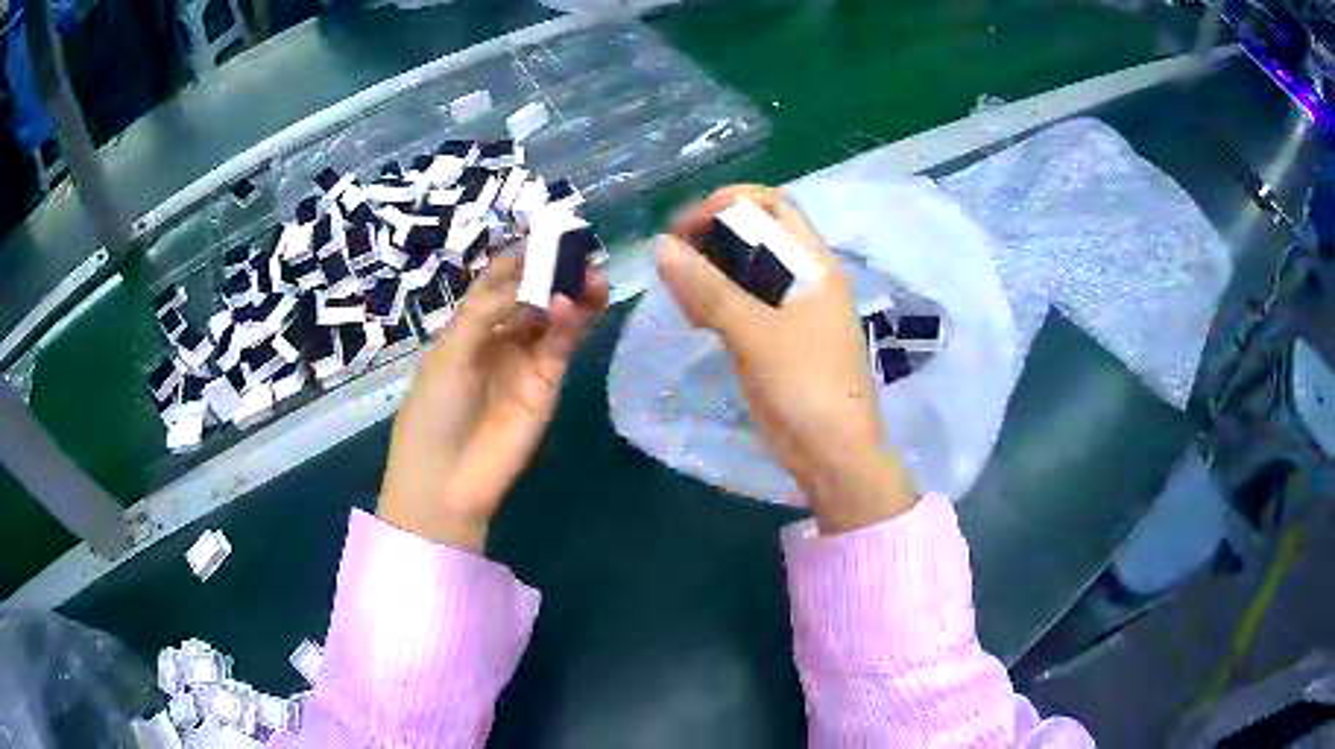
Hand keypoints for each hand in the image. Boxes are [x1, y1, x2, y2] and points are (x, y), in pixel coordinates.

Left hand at [379, 255, 608, 551]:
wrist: (446, 482)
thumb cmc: (432, 413)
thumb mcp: (448, 355)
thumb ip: (485, 312)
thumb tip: (525, 279)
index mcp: (465, 328)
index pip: (496, 283)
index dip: (518, 259)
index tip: (544, 234)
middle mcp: (497, 339)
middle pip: (531, 295)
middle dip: (553, 272)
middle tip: (579, 253)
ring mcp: (524, 362)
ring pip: (553, 318)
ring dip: (571, 294)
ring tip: (592, 276)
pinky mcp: (547, 385)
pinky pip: (560, 346)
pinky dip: (569, 324)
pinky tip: (572, 306)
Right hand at [658, 185, 916, 532]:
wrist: (834, 455)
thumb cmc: (805, 387)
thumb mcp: (755, 334)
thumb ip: (709, 289)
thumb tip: (663, 247)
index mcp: (814, 265)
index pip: (773, 204)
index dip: (729, 203)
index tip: (689, 227)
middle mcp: (807, 278)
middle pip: (758, 232)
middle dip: (713, 234)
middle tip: (675, 256)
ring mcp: (794, 309)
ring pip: (747, 268)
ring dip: (711, 268)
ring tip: (678, 287)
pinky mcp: (780, 337)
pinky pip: (745, 301)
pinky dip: (717, 298)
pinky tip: (694, 315)